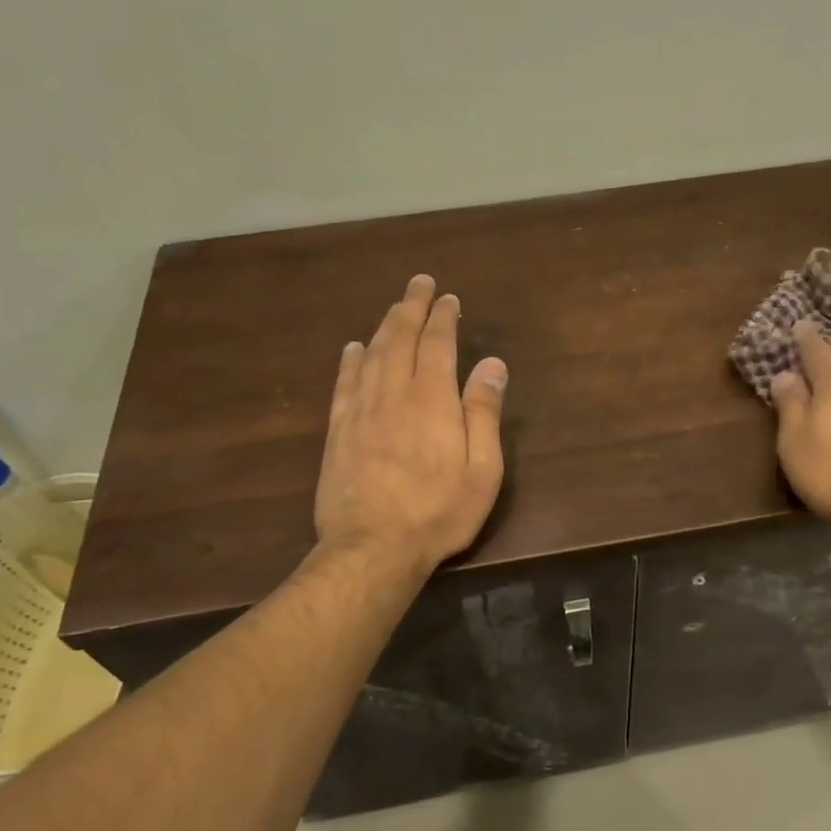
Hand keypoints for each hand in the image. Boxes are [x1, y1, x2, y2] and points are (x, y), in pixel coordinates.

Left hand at [314, 274, 508, 575]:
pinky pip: (344, 384)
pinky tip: (353, 348)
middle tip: (419, 283)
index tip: (449, 298)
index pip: (437, 344)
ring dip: (383, 326)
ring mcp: (360, 412)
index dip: (443, 317)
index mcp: (432, 400)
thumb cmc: (438, 512)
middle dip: (411, 307)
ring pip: (371, 355)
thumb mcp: (482, 469)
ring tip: (394, 308)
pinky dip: (350, 361)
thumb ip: (484, 412)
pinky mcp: (338, 432)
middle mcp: (393, 394)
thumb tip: (491, 363)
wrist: (372, 547)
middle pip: (399, 339)